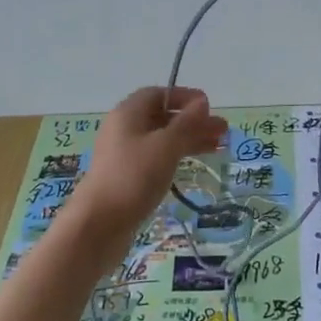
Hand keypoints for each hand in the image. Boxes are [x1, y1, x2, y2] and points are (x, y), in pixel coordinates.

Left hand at [70, 87, 227, 238]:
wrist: (97, 225)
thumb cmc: (133, 177)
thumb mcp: (165, 146)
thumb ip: (186, 123)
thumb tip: (203, 101)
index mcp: (128, 113)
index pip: (159, 94)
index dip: (184, 97)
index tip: (209, 107)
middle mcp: (124, 129)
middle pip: (163, 117)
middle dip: (193, 122)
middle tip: (222, 131)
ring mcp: (124, 154)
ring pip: (162, 139)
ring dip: (189, 140)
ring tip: (218, 147)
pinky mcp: (127, 177)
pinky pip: (156, 158)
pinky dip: (176, 157)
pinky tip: (193, 165)